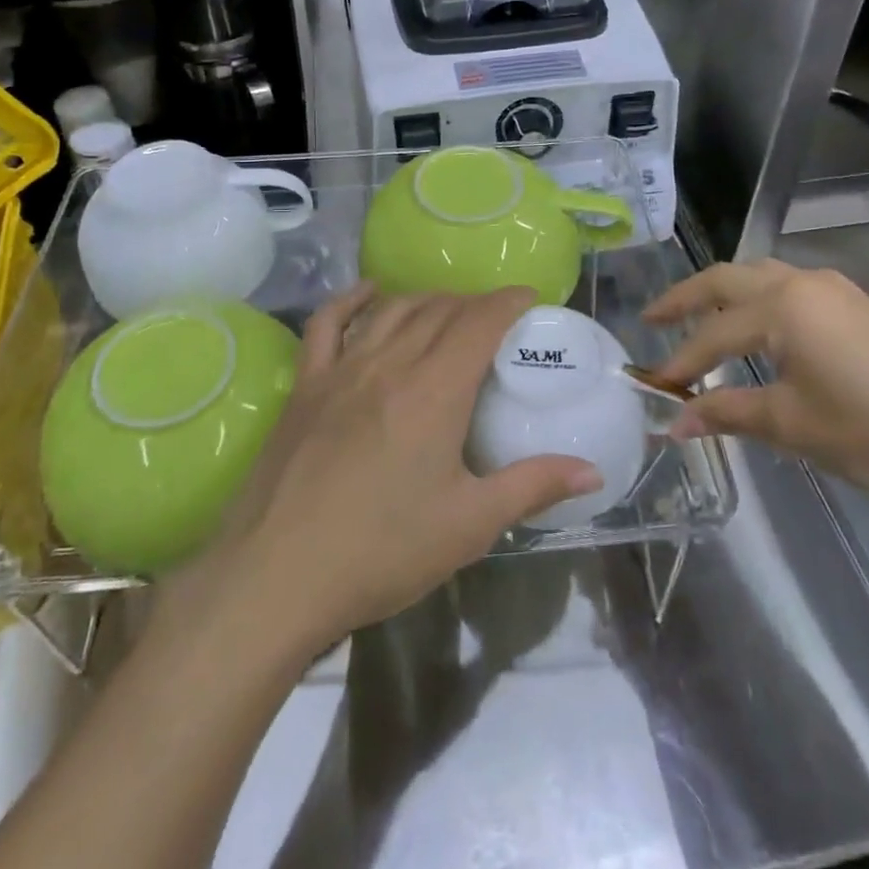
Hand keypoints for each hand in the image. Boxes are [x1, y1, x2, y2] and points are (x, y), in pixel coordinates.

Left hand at [199, 285, 603, 650]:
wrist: (276, 576)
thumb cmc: (381, 552)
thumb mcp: (469, 525)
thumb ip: (533, 487)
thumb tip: (592, 472)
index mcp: (434, 390)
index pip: (479, 322)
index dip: (507, 301)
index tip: (529, 297)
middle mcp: (390, 363)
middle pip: (439, 310)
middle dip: (474, 303)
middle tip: (496, 317)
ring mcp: (341, 370)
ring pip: (392, 311)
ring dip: (426, 300)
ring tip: (448, 308)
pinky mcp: (306, 386)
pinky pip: (327, 324)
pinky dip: (351, 300)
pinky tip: (368, 292)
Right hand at [647, 261, 868, 531]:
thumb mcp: (793, 426)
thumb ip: (727, 413)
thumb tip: (673, 424)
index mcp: (784, 305)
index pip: (713, 333)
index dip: (678, 362)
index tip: (653, 389)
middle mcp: (806, 284)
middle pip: (729, 280)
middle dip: (686, 299)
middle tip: (651, 319)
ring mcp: (840, 292)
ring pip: (763, 278)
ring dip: (725, 295)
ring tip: (698, 320)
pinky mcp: (863, 309)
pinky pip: (793, 292)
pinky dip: (759, 304)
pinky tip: (759, 332)